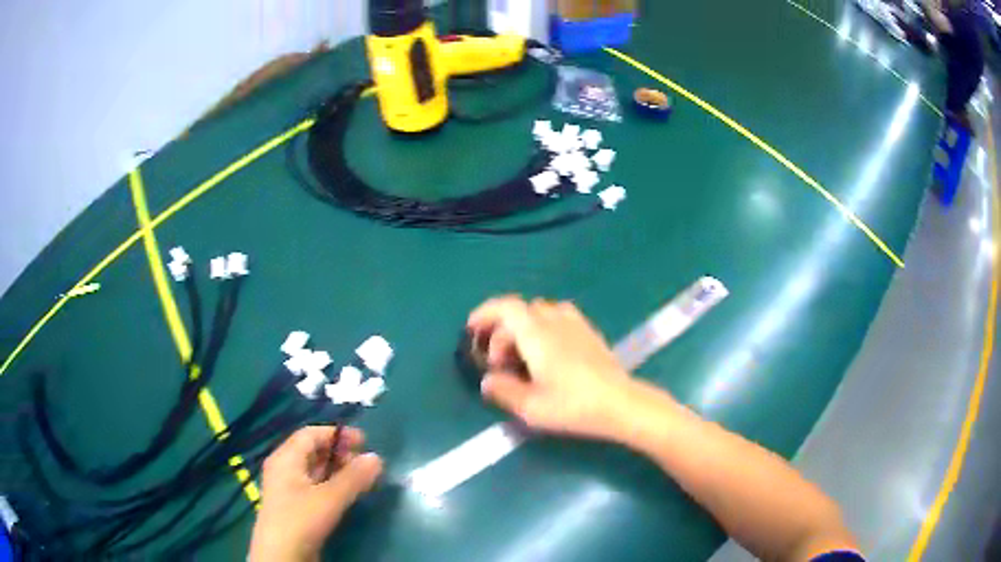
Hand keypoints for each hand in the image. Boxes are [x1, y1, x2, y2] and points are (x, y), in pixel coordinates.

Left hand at [249, 426, 382, 561]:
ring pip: (315, 470)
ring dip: (337, 470)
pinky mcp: (295, 505)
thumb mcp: (329, 498)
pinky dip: (332, 484)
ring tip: (361, 478)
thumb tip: (376, 457)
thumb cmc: (301, 519)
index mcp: (286, 458)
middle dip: (339, 452)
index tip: (363, 441)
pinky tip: (347, 494)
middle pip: (312, 451)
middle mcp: (284, 468)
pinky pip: (315, 486)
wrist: (282, 555)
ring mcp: (288, 488)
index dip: (336, 434)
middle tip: (364, 463)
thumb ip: (353, 478)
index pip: (310, 434)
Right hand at [467, 296, 649, 439]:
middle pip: (520, 313)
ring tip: (521, 357)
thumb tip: (488, 381)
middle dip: (502, 334)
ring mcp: (575, 324)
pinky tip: (547, 353)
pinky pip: (558, 318)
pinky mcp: (589, 332)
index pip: (506, 308)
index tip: (472, 328)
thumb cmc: (572, 405)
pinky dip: (543, 328)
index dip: (485, 313)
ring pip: (539, 313)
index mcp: (536, 334)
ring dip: (523, 329)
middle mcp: (554, 321)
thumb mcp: (531, 407)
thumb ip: (503, 390)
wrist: (619, 403)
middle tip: (499, 365)